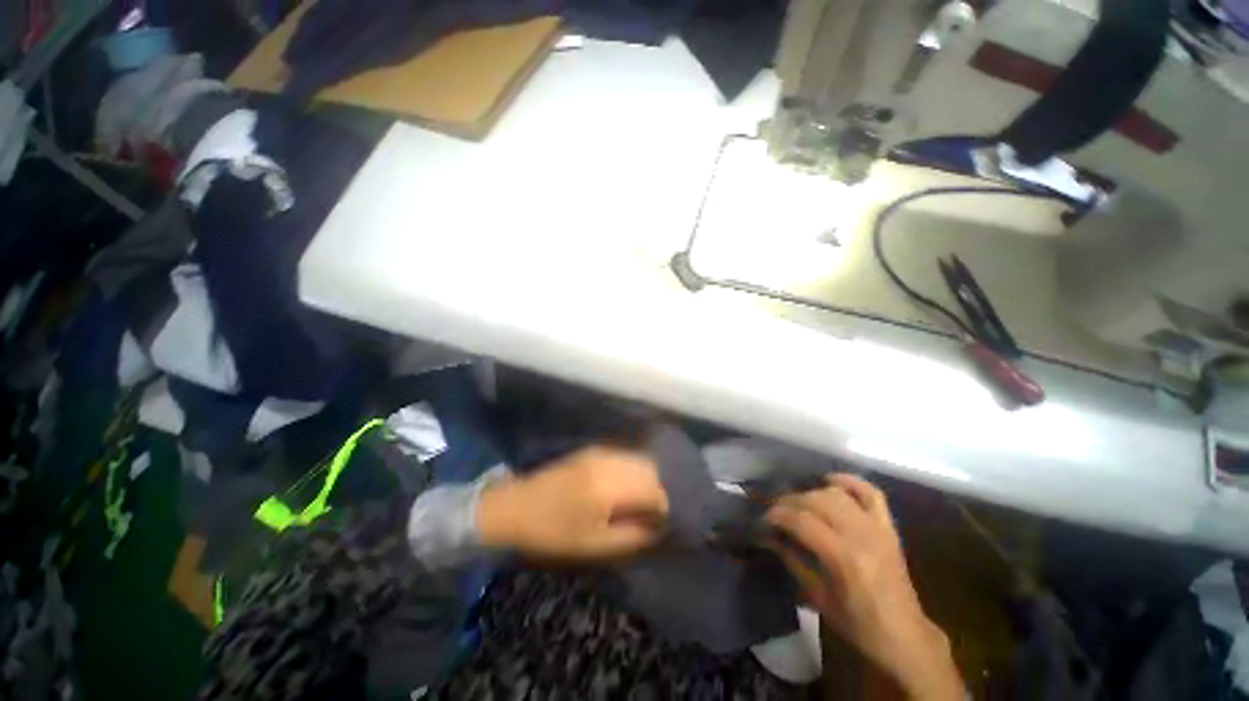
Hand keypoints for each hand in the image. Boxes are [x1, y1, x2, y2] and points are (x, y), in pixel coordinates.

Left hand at [477, 446, 668, 558]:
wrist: (516, 506)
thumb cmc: (553, 532)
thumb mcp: (594, 544)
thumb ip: (633, 535)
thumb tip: (659, 527)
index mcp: (611, 486)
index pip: (655, 490)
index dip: (665, 508)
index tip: (665, 524)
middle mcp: (610, 461)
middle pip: (651, 469)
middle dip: (659, 490)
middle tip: (655, 513)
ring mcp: (601, 452)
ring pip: (639, 459)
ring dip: (648, 478)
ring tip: (643, 501)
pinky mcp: (593, 450)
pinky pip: (625, 456)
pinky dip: (634, 469)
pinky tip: (627, 486)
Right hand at [767, 474, 963, 700]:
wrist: (903, 634)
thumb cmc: (857, 623)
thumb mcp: (817, 596)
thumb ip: (792, 559)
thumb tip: (769, 535)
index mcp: (844, 558)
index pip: (802, 520)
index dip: (777, 514)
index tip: (764, 519)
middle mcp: (862, 535)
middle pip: (816, 500)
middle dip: (789, 501)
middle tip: (776, 510)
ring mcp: (878, 528)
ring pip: (837, 493)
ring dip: (811, 493)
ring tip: (798, 503)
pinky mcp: (888, 526)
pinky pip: (870, 492)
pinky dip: (848, 481)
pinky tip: (829, 481)